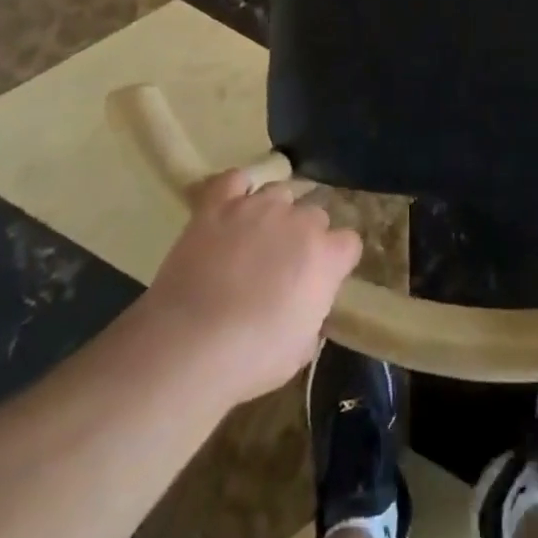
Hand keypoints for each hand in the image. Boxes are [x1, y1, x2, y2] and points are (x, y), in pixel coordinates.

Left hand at [142, 172, 361, 405]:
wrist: (189, 344)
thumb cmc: (252, 357)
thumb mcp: (300, 348)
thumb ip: (312, 314)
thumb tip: (305, 305)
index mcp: (326, 255)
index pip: (348, 243)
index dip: (336, 261)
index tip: (322, 280)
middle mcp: (299, 220)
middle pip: (314, 214)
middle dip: (304, 235)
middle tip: (283, 265)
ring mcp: (258, 206)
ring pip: (279, 193)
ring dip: (273, 214)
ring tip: (255, 238)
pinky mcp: (218, 204)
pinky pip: (234, 180)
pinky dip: (236, 190)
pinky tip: (232, 205)